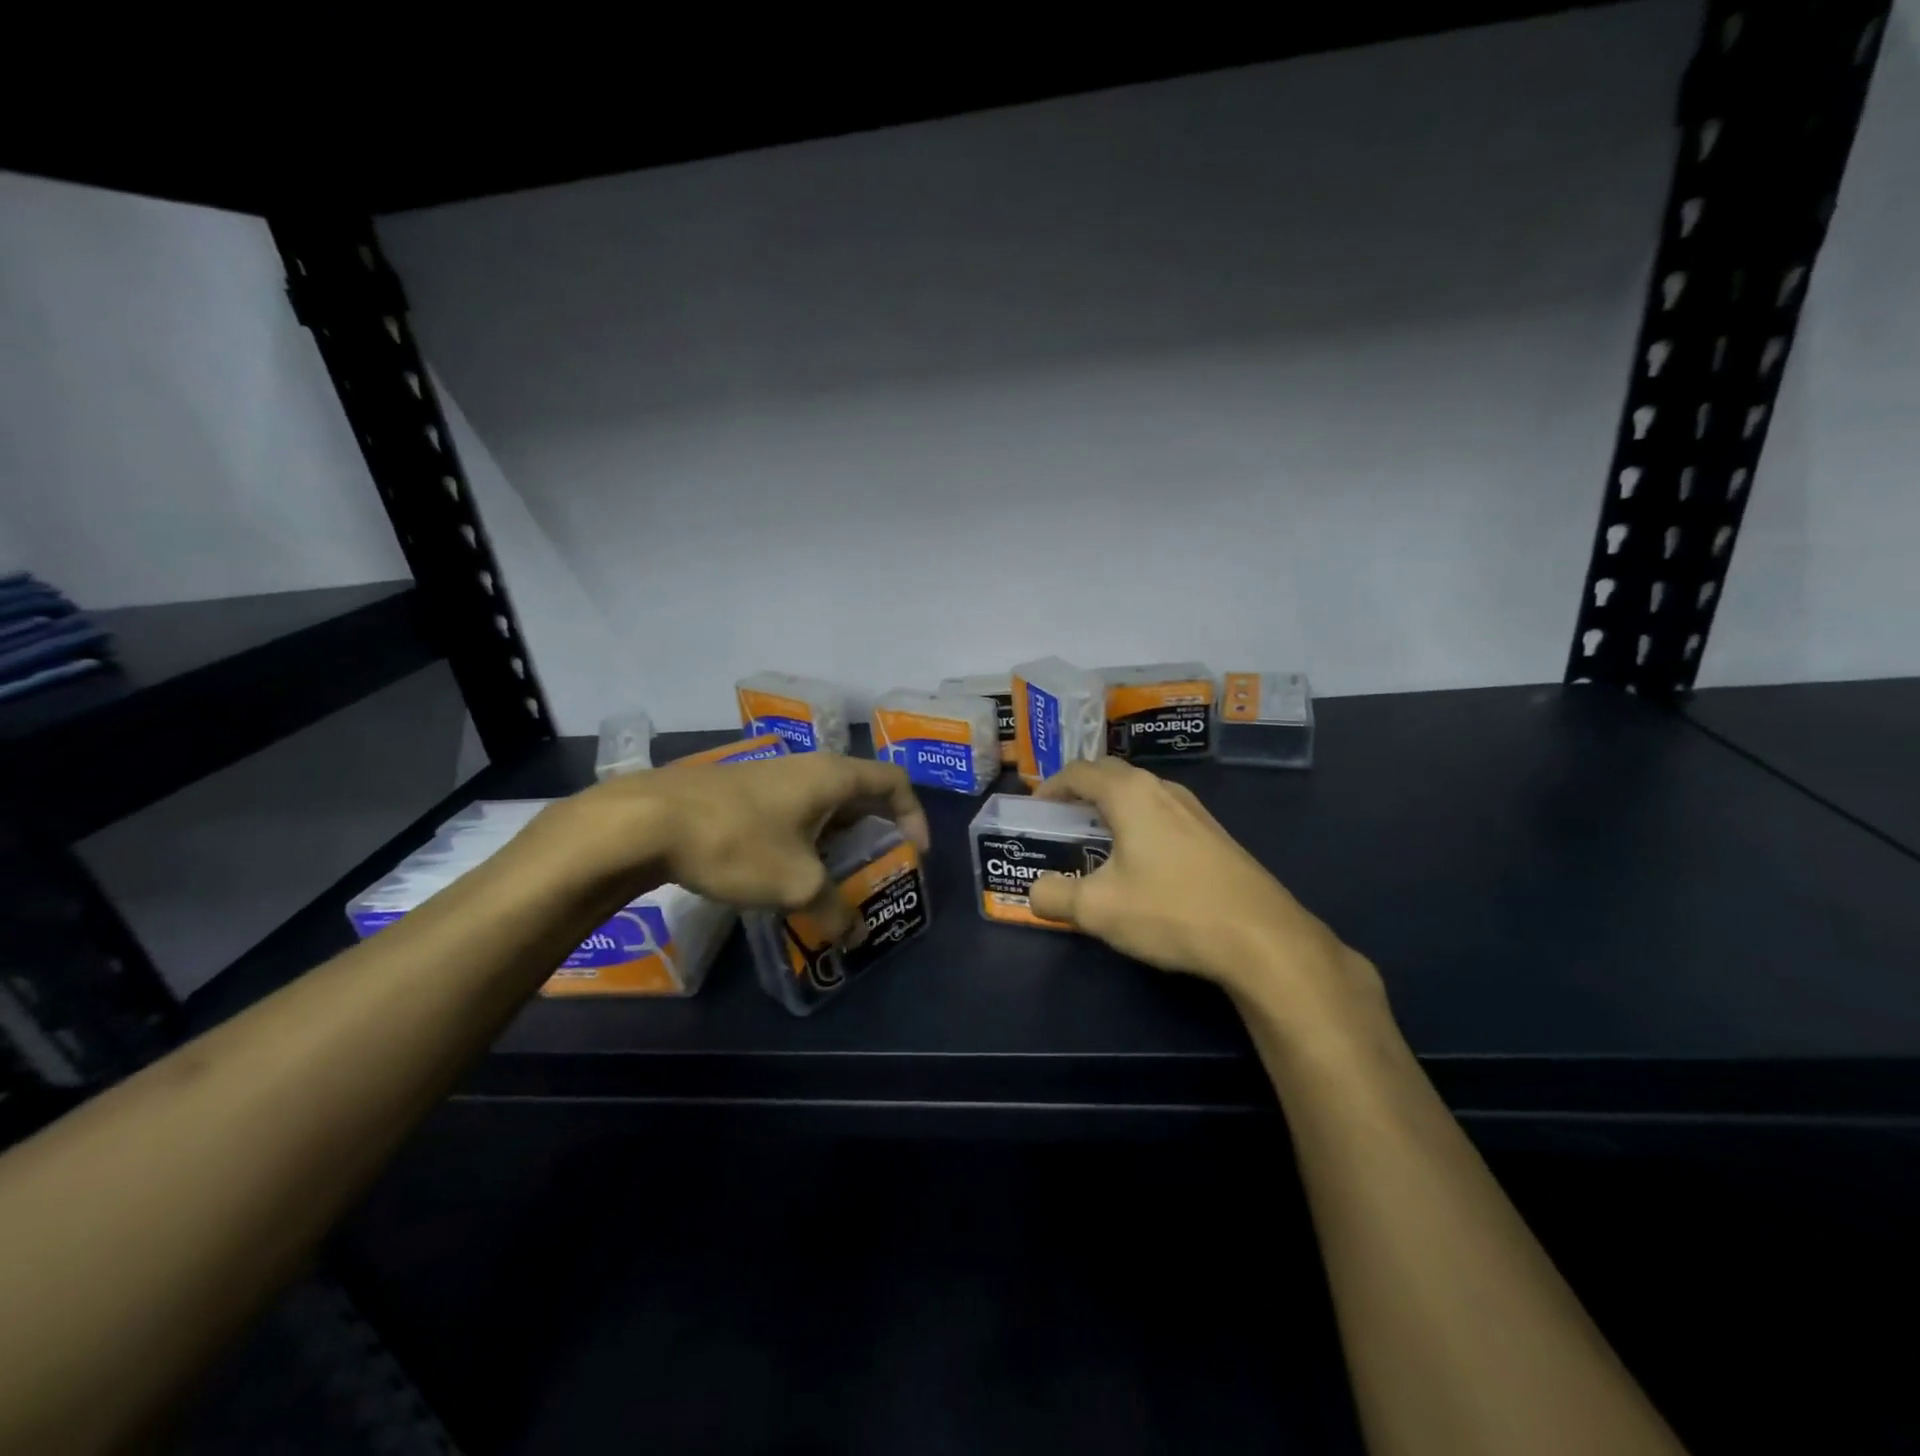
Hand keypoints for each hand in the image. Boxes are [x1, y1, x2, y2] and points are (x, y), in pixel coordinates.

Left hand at [547, 753, 929, 938]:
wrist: (645, 822)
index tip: (914, 854)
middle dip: (875, 830)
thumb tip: (853, 935)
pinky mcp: (739, 791)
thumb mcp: (796, 885)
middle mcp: (807, 767)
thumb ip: (834, 911)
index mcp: (833, 776)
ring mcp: (770, 776)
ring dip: (836, 837)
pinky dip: (804, 837)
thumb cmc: (737, 843)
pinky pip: (790, 810)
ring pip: (821, 803)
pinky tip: (785, 870)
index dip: (914, 815)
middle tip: (876, 868)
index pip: (894, 782)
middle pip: (859, 792)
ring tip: (833, 877)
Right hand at [1027, 759, 1382, 1025]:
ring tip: (1095, 839)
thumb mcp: (1097, 910)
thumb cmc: (1170, 910)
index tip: (1035, 810)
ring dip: (1111, 806)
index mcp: (1130, 794)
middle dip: (1080, 790)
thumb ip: (1054, 897)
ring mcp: (1194, 809)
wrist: (1261, 937)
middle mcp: (1162, 789)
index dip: (1050, 787)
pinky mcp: (1214, 833)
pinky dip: (1138, 821)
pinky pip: (1162, 812)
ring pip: (1140, 792)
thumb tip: (1035, 892)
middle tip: (1061, 820)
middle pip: (1110, 774)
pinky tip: (1139, 860)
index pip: (1078, 772)